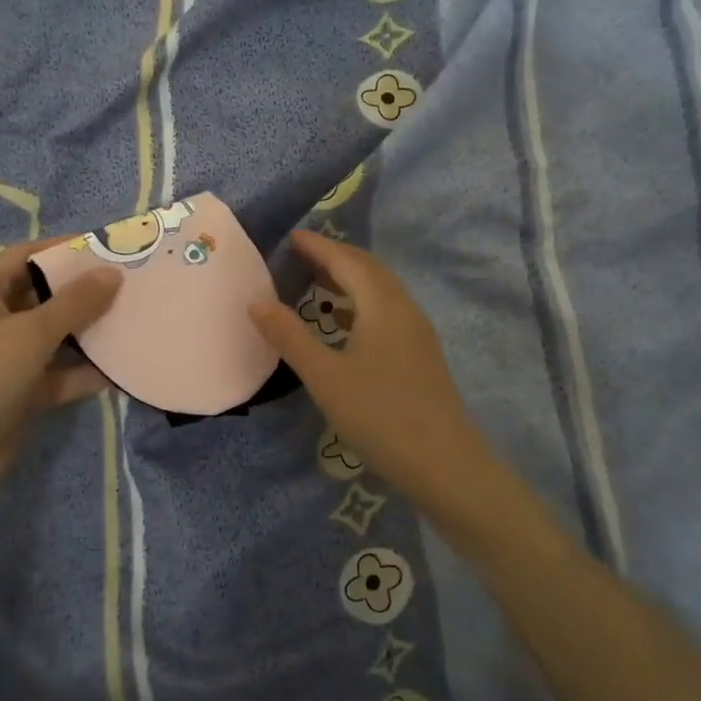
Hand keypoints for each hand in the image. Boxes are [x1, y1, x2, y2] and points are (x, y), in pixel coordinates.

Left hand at [0, 240, 120, 504]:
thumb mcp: (30, 334)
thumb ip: (75, 303)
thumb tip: (113, 273)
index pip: (26, 255)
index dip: (64, 248)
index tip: (108, 248)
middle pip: (44, 295)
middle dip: (84, 291)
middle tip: (131, 284)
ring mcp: (7, 358)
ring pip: (56, 336)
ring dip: (90, 331)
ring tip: (134, 320)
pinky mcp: (22, 392)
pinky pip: (59, 373)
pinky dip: (85, 372)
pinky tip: (122, 368)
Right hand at [249, 232, 499, 524]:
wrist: (444, 464)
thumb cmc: (380, 416)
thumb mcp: (325, 377)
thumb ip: (290, 337)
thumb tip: (256, 302)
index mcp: (383, 306)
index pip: (347, 262)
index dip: (319, 246)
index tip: (292, 237)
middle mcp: (404, 310)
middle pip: (369, 269)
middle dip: (335, 256)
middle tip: (301, 254)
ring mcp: (417, 332)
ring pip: (381, 291)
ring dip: (350, 279)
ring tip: (317, 281)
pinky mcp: (420, 354)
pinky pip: (387, 311)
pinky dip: (361, 304)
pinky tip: (344, 322)